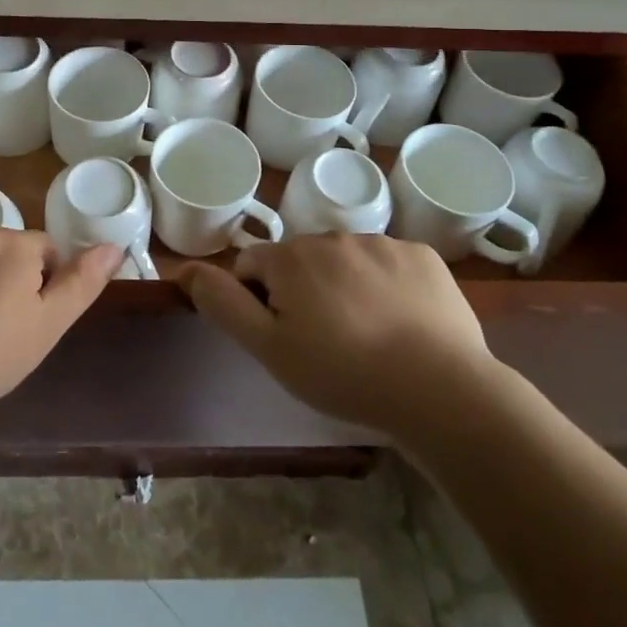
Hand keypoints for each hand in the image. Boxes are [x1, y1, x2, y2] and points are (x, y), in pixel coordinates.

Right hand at [169, 234, 496, 436]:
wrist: (440, 390)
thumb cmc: (343, 374)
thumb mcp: (270, 349)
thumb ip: (224, 304)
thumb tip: (186, 269)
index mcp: (291, 257)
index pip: (253, 266)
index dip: (258, 301)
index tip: (282, 337)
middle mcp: (332, 237)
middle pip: (300, 260)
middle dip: (303, 291)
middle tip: (325, 342)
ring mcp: (382, 242)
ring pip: (346, 260)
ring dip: (345, 286)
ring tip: (367, 337)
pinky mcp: (422, 256)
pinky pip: (390, 264)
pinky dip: (388, 286)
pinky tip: (402, 324)